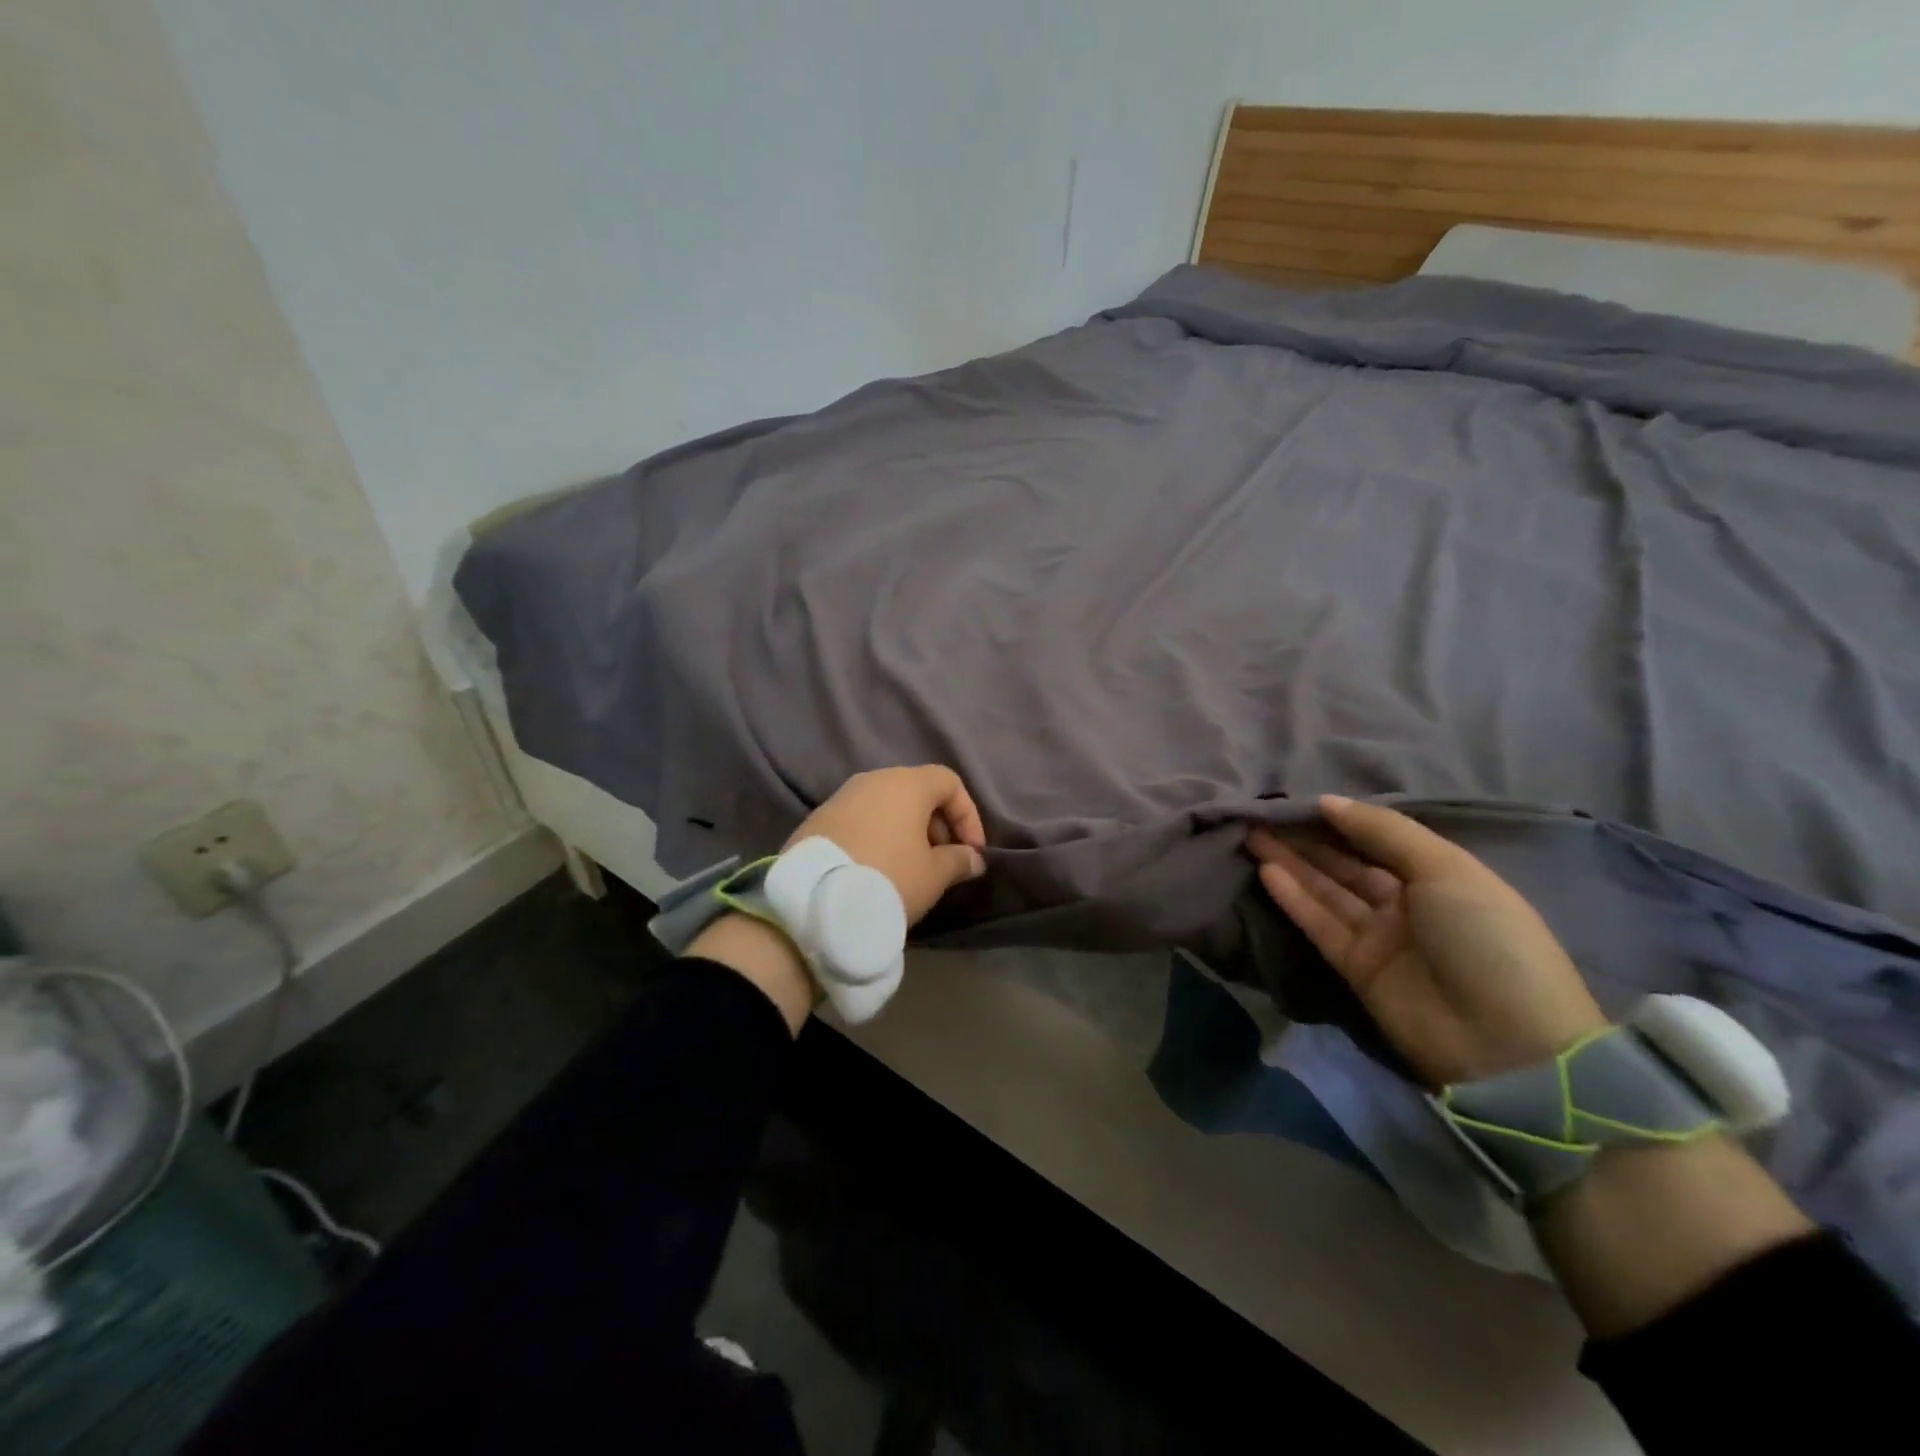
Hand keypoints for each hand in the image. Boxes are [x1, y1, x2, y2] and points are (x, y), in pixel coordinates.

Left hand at [787, 765, 987, 925]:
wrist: (813, 900)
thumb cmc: (888, 877)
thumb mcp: (934, 875)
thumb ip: (959, 861)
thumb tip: (972, 858)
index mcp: (907, 783)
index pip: (949, 782)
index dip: (968, 815)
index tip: (971, 851)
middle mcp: (873, 779)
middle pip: (916, 791)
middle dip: (936, 824)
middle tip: (942, 861)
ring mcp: (841, 797)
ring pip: (886, 806)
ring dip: (905, 831)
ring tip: (910, 869)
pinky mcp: (818, 819)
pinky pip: (860, 820)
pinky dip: (877, 837)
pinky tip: (876, 870)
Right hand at [1246, 795, 1606, 1086]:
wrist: (1505, 1043)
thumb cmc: (1485, 938)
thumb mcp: (1446, 870)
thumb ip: (1384, 832)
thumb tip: (1328, 802)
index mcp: (1441, 876)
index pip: (1381, 839)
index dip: (1342, 820)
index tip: (1299, 800)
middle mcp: (1408, 904)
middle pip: (1347, 863)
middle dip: (1308, 839)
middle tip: (1263, 815)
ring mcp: (1380, 937)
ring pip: (1327, 891)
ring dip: (1292, 863)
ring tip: (1252, 835)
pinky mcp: (1355, 967)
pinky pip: (1320, 923)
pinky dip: (1294, 898)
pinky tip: (1267, 871)